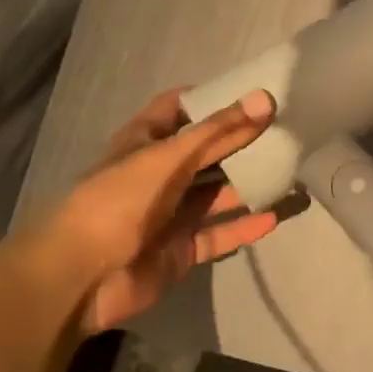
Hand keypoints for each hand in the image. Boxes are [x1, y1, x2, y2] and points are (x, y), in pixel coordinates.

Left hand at [36, 87, 284, 334]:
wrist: (79, 278)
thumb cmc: (117, 201)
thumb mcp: (168, 157)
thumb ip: (218, 132)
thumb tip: (265, 99)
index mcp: (145, 142)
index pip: (178, 109)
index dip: (210, 98)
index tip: (251, 92)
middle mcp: (159, 174)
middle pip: (207, 152)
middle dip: (242, 142)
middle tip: (286, 130)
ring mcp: (171, 214)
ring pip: (218, 194)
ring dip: (250, 185)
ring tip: (292, 172)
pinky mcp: (181, 249)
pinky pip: (220, 234)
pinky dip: (245, 226)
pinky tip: (276, 216)